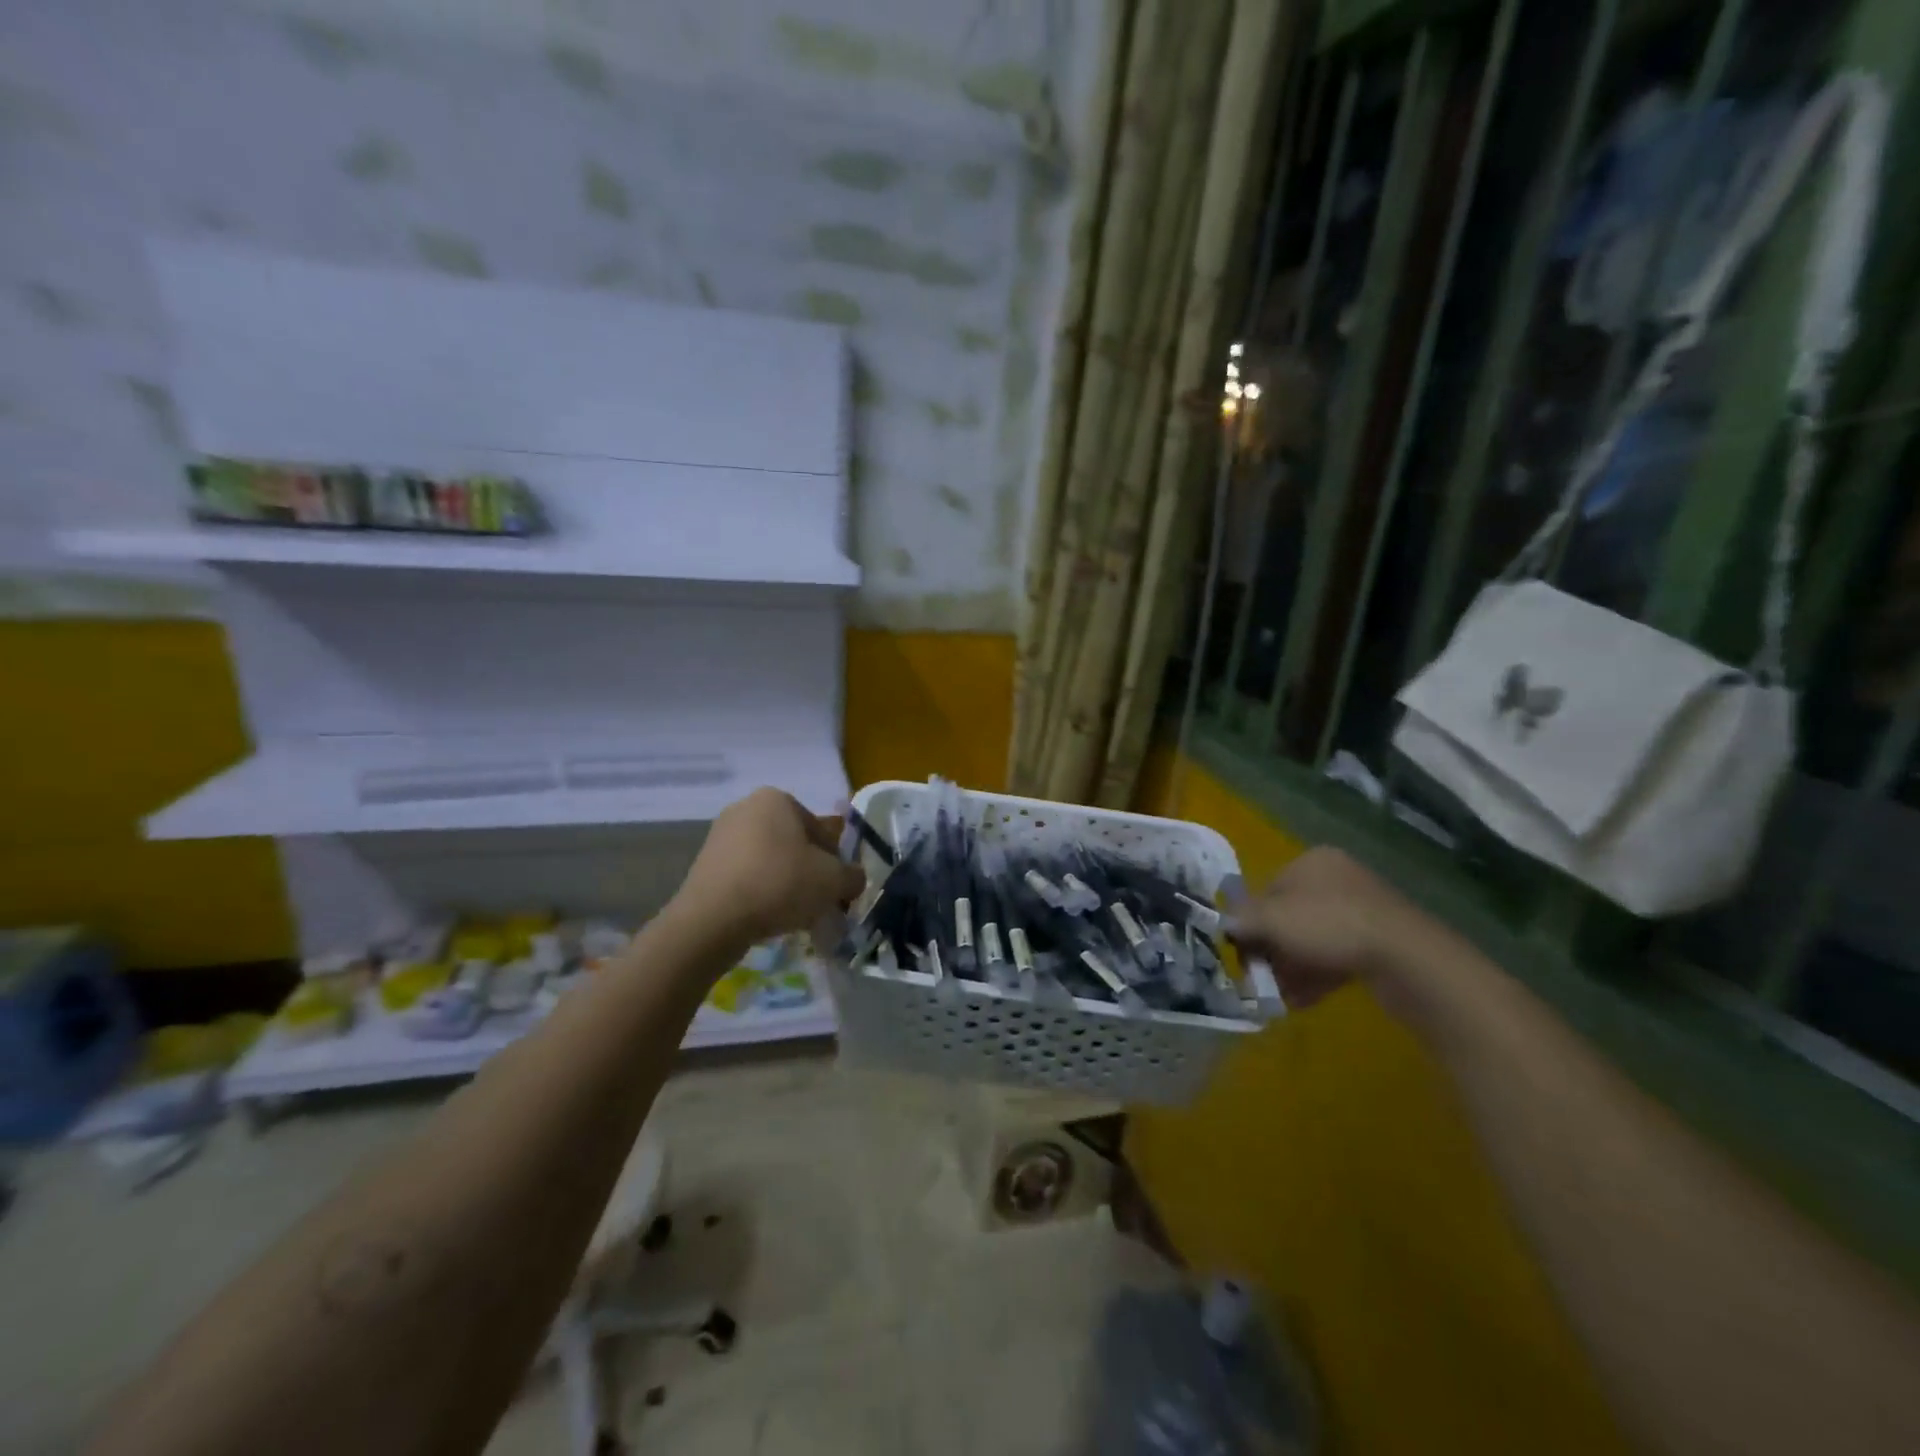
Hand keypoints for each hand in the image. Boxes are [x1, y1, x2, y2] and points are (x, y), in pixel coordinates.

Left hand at [671, 788, 865, 948]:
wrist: (713, 920)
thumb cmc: (780, 884)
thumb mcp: (834, 881)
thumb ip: (853, 876)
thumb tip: (854, 879)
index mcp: (778, 799)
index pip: (821, 830)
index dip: (836, 862)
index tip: (837, 888)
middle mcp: (746, 807)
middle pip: (794, 844)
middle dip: (809, 872)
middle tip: (819, 902)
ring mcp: (721, 835)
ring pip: (770, 861)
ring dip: (785, 883)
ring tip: (793, 915)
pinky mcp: (704, 864)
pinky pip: (746, 876)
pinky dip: (760, 893)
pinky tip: (766, 917)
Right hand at [1227, 847, 1450, 1021]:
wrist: (1406, 958)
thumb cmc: (1329, 926)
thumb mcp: (1272, 920)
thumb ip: (1243, 919)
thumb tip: (1225, 922)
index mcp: (1312, 862)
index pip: (1268, 889)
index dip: (1251, 922)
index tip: (1244, 952)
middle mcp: (1337, 879)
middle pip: (1290, 916)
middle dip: (1273, 950)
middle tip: (1261, 977)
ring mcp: (1363, 911)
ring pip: (1313, 940)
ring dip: (1292, 967)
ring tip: (1280, 996)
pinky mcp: (1381, 942)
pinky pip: (1337, 956)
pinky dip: (1318, 976)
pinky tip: (1303, 1001)